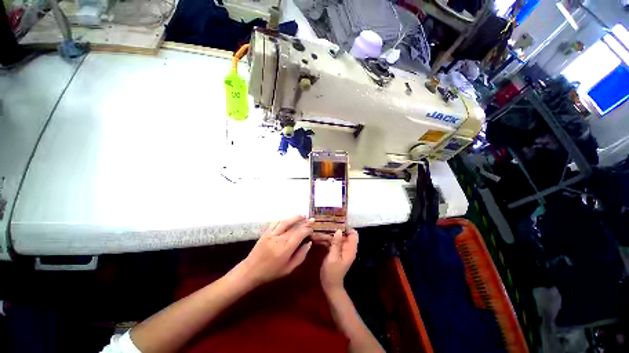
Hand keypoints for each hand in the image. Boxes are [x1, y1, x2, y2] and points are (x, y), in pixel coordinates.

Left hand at [234, 216, 313, 286]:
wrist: (251, 271)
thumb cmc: (271, 272)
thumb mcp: (289, 269)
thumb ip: (301, 255)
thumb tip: (309, 243)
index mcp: (286, 248)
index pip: (300, 234)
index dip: (308, 230)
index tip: (312, 231)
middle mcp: (280, 238)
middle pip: (295, 226)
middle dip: (304, 222)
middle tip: (311, 220)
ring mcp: (272, 234)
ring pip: (286, 221)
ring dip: (295, 217)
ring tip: (302, 216)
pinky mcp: (266, 232)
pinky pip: (276, 222)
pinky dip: (284, 219)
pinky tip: (288, 219)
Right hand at [320, 229, 357, 293]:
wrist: (330, 286)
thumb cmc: (332, 272)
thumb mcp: (333, 257)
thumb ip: (336, 244)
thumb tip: (339, 230)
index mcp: (350, 249)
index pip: (353, 234)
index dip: (347, 227)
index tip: (337, 222)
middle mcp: (347, 248)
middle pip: (344, 234)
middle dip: (335, 229)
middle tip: (325, 224)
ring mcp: (341, 249)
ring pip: (337, 237)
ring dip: (329, 234)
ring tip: (319, 229)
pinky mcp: (335, 251)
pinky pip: (332, 242)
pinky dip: (327, 239)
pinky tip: (318, 237)